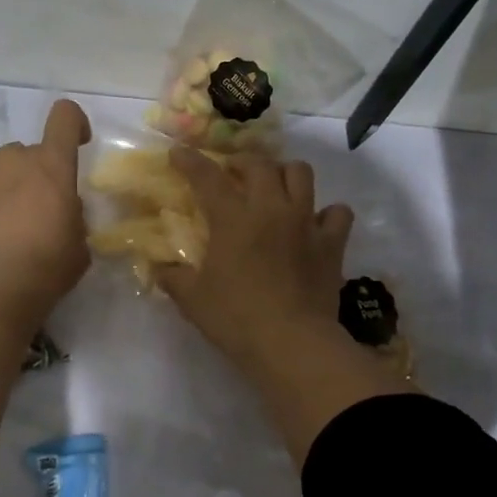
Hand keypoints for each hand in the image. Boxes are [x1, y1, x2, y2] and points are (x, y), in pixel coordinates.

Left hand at [0, 99, 92, 325]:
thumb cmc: (47, 266)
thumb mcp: (80, 244)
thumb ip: (73, 217)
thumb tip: (62, 211)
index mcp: (54, 165)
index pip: (65, 117)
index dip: (75, 123)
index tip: (79, 143)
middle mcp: (17, 158)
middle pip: (31, 151)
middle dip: (38, 174)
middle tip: (39, 210)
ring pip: (1, 163)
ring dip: (7, 181)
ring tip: (5, 216)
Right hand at [159, 148, 412, 463]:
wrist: (292, 343)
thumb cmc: (236, 318)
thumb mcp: (192, 299)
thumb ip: (173, 277)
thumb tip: (158, 268)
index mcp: (233, 218)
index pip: (207, 177)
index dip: (190, 161)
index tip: (178, 153)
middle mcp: (270, 208)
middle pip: (259, 164)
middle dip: (241, 162)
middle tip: (232, 174)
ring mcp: (306, 222)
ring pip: (301, 173)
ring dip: (285, 174)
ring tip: (275, 188)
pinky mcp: (332, 242)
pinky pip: (338, 212)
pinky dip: (327, 213)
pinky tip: (316, 224)